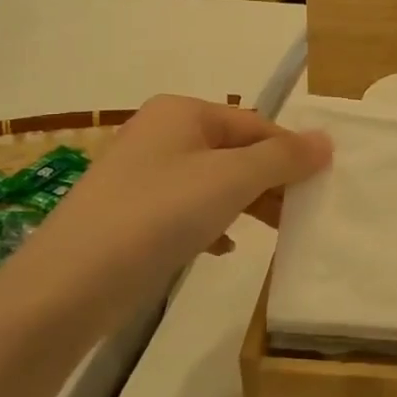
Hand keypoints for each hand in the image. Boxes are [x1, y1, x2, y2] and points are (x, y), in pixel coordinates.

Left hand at [0, 96, 330, 331]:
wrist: (69, 285)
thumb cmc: (159, 215)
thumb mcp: (231, 179)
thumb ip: (283, 158)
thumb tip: (327, 140)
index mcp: (182, 112)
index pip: (256, 124)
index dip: (292, 152)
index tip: (323, 184)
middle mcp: (160, 133)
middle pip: (234, 151)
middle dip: (270, 180)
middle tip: (303, 212)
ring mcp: (142, 174)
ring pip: (212, 182)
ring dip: (247, 203)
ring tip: (275, 231)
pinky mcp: (131, 214)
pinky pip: (186, 209)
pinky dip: (212, 223)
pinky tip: (223, 248)